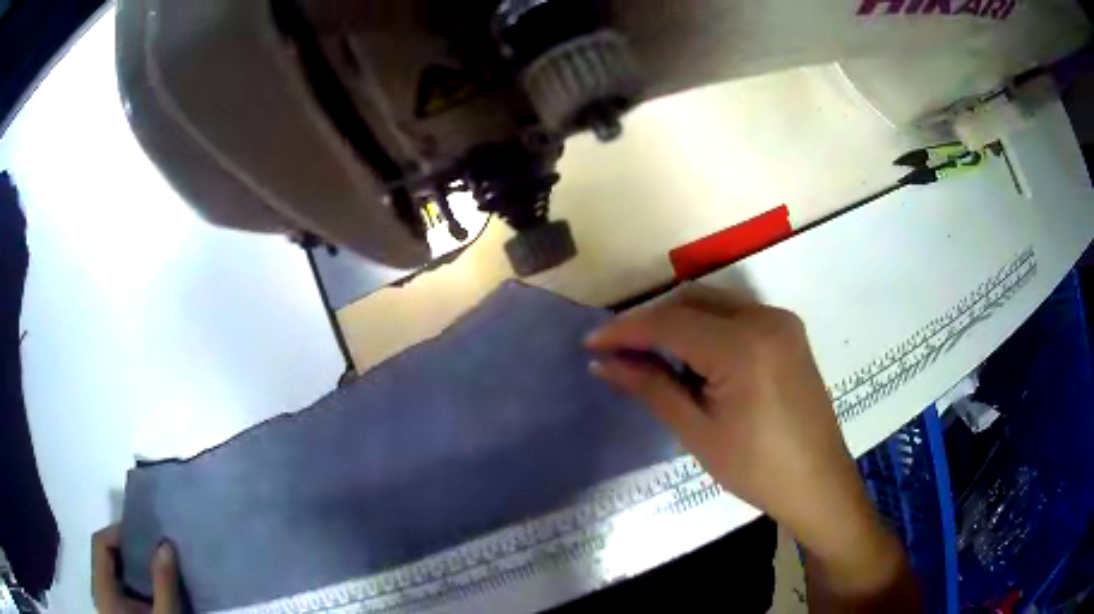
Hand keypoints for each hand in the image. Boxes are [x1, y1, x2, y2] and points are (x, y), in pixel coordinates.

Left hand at [92, 525, 180, 613]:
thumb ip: (163, 585)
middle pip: (106, 558)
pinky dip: (135, 587)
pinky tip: (153, 595)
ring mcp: (107, 605)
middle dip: (130, 553)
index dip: (119, 533)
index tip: (146, 535)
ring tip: (157, 572)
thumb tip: (166, 545)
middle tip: (155, 553)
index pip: (101, 543)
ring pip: (114, 575)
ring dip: (134, 570)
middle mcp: (99, 591)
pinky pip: (119, 590)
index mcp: (102, 589)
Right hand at [586, 286, 913, 607]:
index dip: (626, 330)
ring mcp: (781, 321)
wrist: (817, 482)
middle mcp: (765, 318)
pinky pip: (736, 314)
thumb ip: (651, 387)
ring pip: (714, 303)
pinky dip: (706, 326)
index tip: (591, 343)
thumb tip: (603, 363)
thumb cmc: (756, 468)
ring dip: (678, 321)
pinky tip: (692, 355)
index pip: (671, 323)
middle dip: (651, 321)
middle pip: (692, 302)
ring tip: (649, 354)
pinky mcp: (788, 331)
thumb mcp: (698, 431)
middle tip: (618, 351)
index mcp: (743, 346)